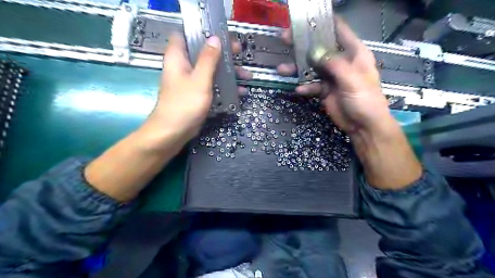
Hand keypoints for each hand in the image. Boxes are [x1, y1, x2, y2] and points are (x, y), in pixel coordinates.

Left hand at [147, 33, 251, 142]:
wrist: (173, 132)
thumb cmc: (184, 104)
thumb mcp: (199, 80)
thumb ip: (208, 59)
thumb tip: (215, 38)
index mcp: (178, 58)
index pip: (186, 35)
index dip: (202, 32)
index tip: (220, 34)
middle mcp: (184, 67)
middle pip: (204, 53)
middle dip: (223, 54)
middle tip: (239, 53)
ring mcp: (191, 82)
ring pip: (211, 70)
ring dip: (228, 72)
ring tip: (247, 76)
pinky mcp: (197, 94)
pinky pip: (212, 85)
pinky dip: (224, 87)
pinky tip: (240, 92)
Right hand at [278, 16, 390, 135]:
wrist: (363, 126)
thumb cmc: (365, 100)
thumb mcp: (352, 79)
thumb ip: (333, 64)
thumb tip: (313, 52)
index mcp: (353, 52)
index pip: (338, 30)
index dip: (323, 22)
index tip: (304, 19)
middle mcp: (341, 61)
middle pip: (320, 47)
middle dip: (303, 44)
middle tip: (286, 39)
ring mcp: (331, 76)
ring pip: (311, 67)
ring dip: (297, 68)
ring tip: (283, 69)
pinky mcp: (324, 90)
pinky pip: (311, 85)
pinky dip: (304, 87)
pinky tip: (299, 90)